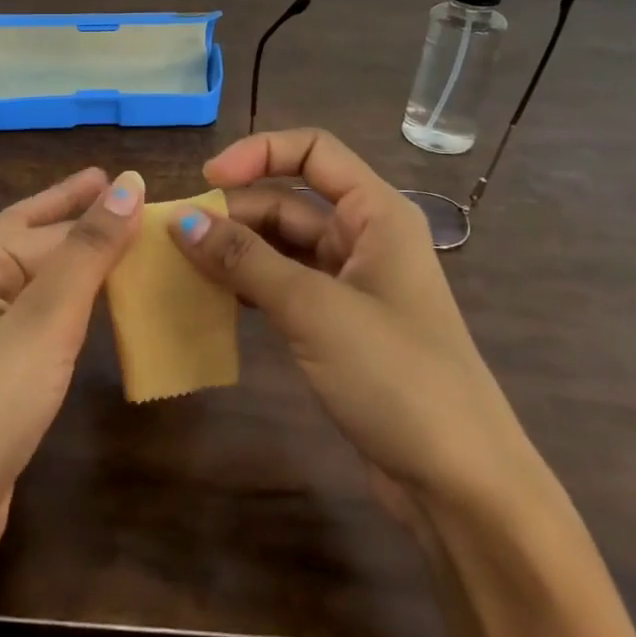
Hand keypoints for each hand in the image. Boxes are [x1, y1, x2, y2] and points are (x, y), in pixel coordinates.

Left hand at [0, 168, 144, 564]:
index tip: (140, 185)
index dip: (96, 206)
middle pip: (35, 240)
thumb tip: (128, 183)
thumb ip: (88, 251)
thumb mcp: (45, 319)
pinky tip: (99, 305)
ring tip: (122, 240)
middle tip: (123, 190)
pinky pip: (42, 319)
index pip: (48, 225)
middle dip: (76, 216)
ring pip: (40, 281)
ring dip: (78, 259)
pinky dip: (74, 303)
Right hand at [167, 129, 535, 519]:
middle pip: (289, 201)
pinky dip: (248, 285)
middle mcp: (364, 238)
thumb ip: (245, 260)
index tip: (206, 182)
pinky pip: (283, 286)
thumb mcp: (314, 309)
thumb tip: (180, 220)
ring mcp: (351, 284)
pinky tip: (213, 298)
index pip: (313, 151)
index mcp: (376, 214)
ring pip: (282, 246)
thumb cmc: (397, 377)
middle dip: (234, 211)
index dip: (258, 153)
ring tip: (181, 263)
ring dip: (235, 250)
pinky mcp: (338, 325)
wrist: (461, 485)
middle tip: (175, 236)